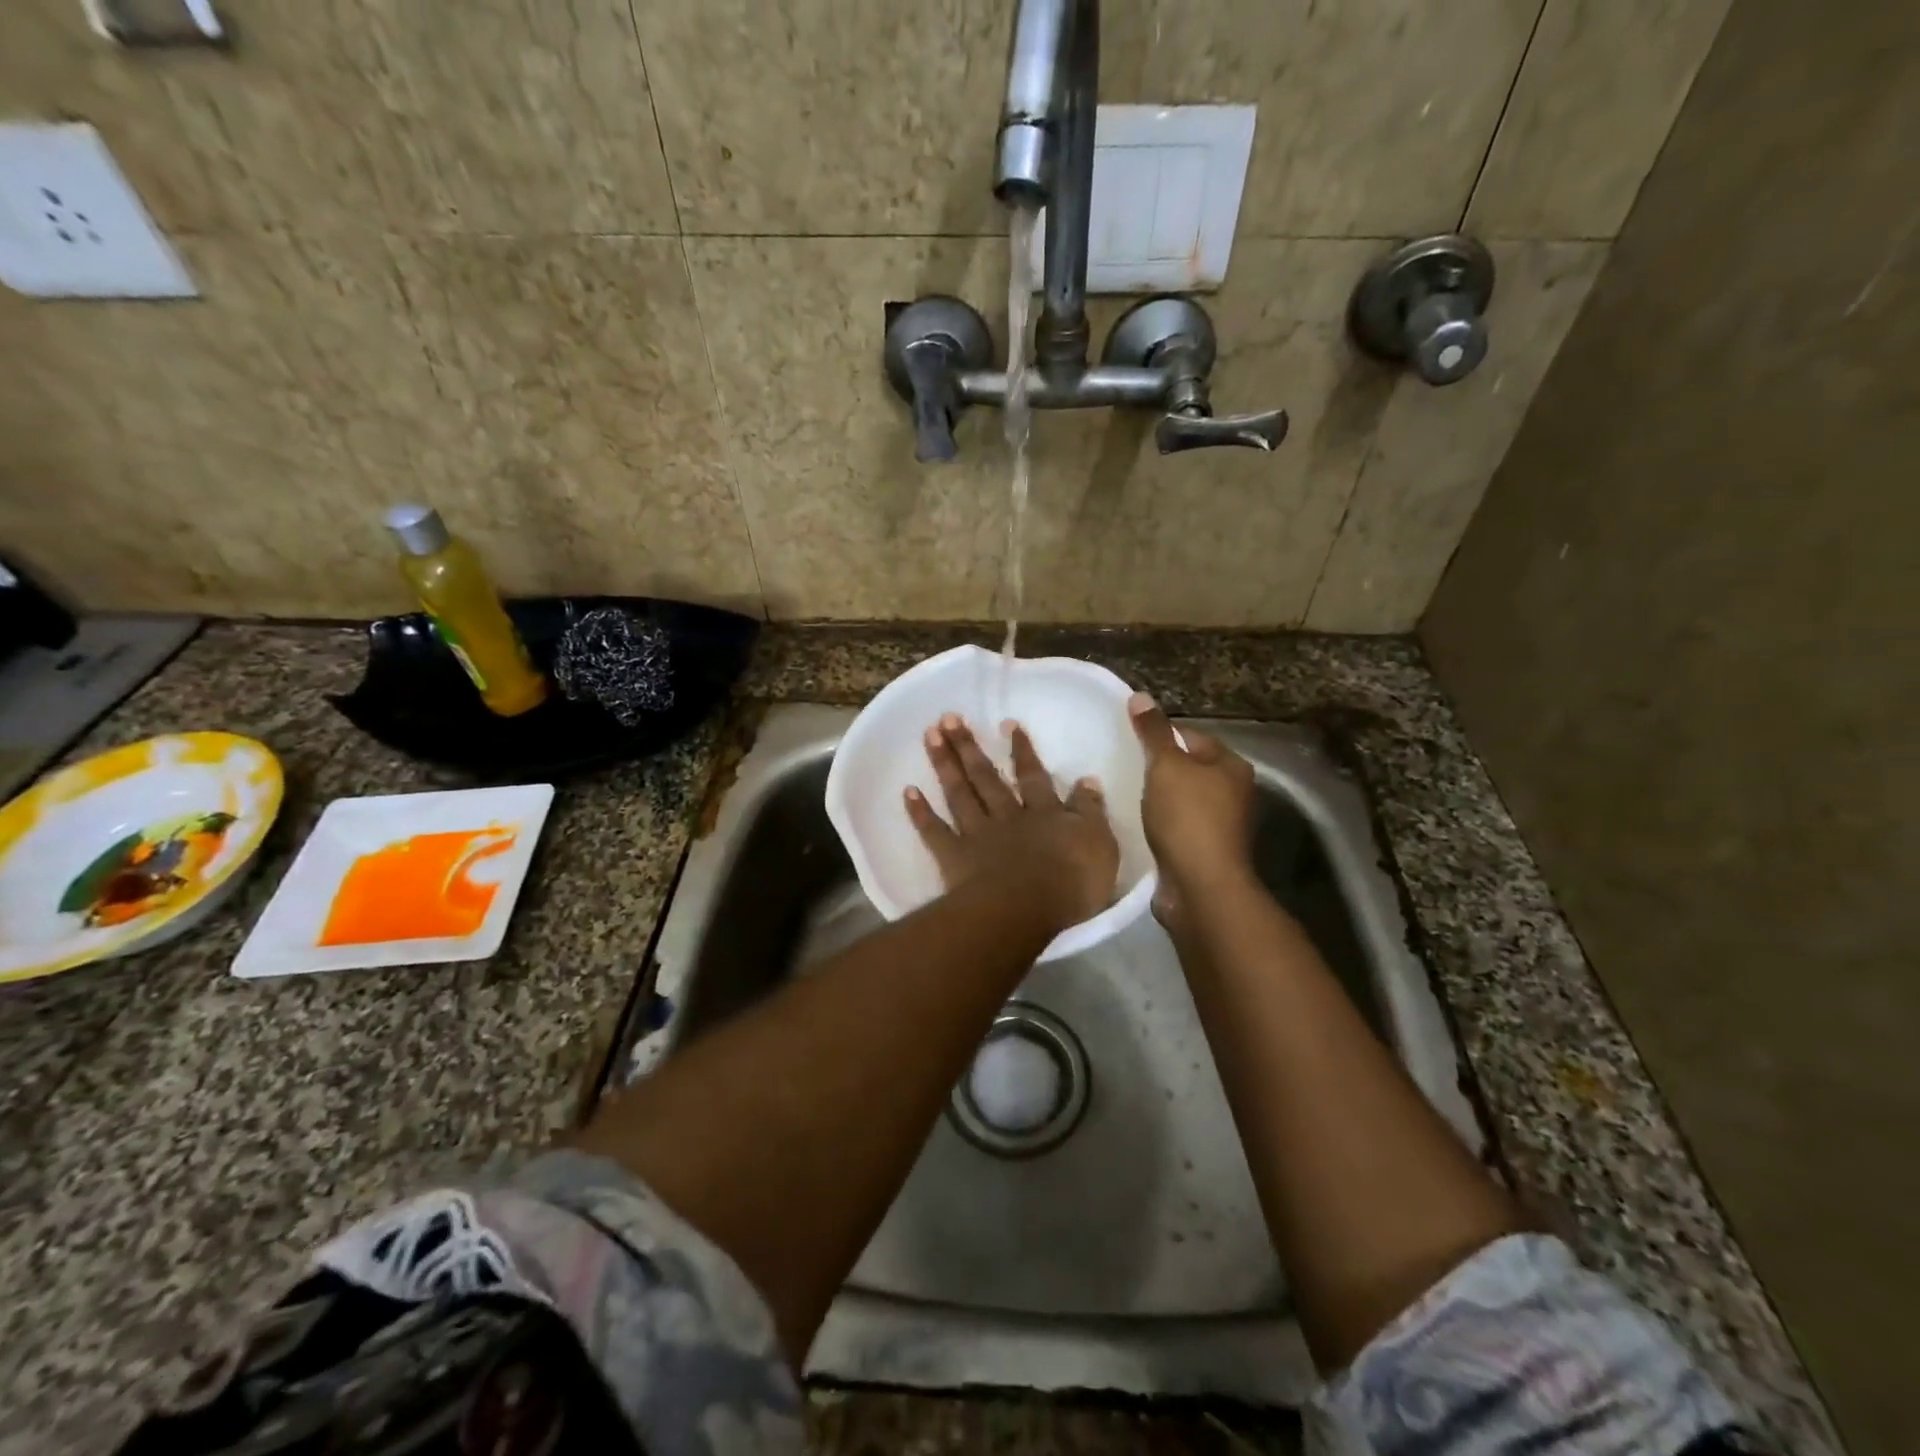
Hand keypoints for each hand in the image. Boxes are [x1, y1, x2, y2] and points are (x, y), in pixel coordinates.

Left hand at [904, 715, 1119, 932]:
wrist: (1027, 908)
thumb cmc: (1071, 881)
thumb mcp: (1099, 843)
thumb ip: (1090, 811)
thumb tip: (1088, 780)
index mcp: (1044, 813)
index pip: (1033, 776)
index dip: (1021, 750)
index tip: (1007, 724)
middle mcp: (1007, 816)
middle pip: (986, 776)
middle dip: (969, 746)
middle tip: (950, 717)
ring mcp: (978, 835)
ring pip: (959, 793)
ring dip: (945, 764)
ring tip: (930, 734)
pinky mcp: (955, 858)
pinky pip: (934, 831)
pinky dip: (920, 812)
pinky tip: (908, 791)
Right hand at [1128, 692, 1255, 900]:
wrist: (1200, 886)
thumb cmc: (1188, 818)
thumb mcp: (1166, 766)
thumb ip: (1152, 732)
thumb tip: (1140, 696)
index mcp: (1231, 766)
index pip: (1191, 736)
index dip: (1159, 735)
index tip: (1128, 741)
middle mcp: (1232, 792)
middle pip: (1187, 768)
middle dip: (1156, 767)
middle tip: (1122, 765)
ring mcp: (1220, 824)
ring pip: (1179, 798)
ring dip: (1155, 797)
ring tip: (1123, 793)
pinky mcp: (1203, 850)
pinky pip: (1175, 825)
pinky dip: (1157, 822)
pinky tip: (1134, 822)